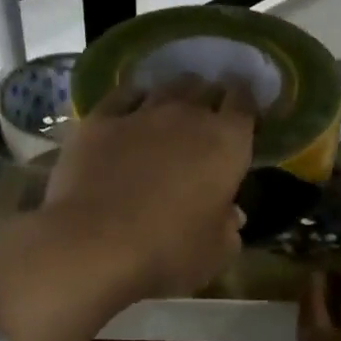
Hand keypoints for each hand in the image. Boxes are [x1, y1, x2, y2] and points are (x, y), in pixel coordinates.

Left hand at [43, 76, 256, 302]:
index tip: (242, 114)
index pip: (245, 102)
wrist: (94, 245)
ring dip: (172, 95)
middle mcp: (187, 116)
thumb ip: (228, 228)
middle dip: (209, 98)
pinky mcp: (98, 121)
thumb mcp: (216, 253)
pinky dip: (131, 100)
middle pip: (204, 88)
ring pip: (164, 86)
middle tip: (206, 116)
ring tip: (170, 110)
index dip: (246, 102)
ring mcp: (140, 114)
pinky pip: (121, 96)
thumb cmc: (168, 253)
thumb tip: (231, 215)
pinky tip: (129, 111)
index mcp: (226, 143)